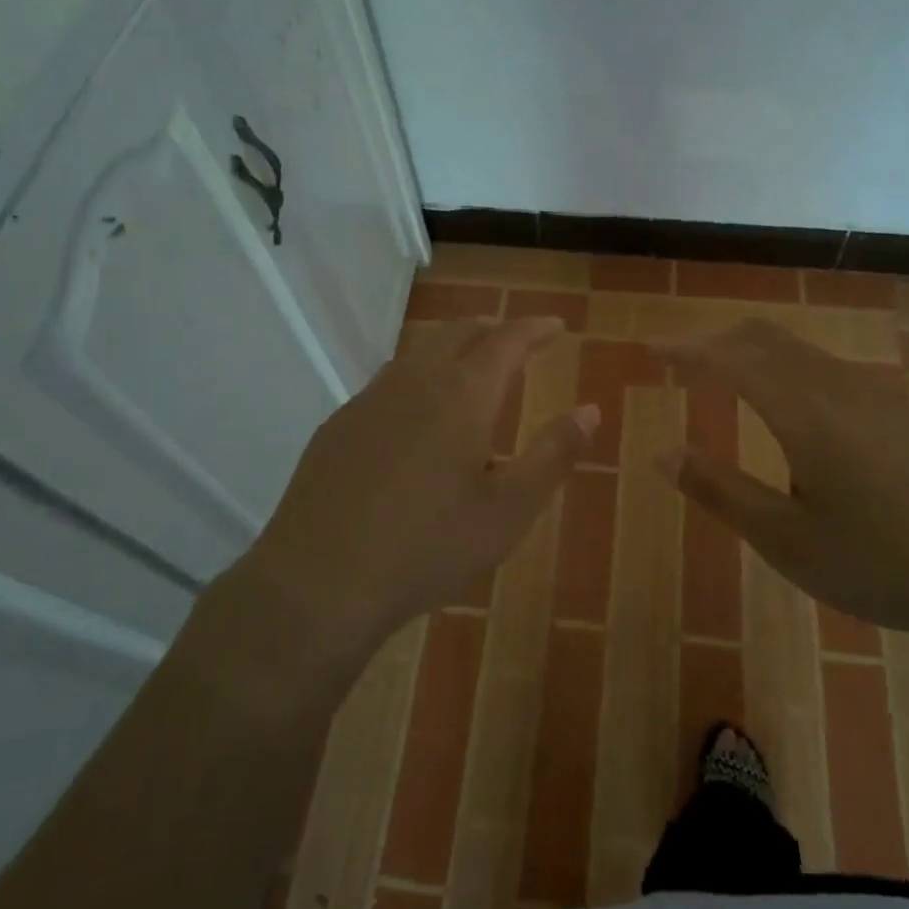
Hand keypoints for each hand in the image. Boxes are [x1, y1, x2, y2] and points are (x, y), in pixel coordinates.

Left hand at [239, 316, 597, 665]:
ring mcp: (370, 399)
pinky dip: (419, 375)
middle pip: (460, 332)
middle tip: (518, 342)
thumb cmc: (427, 548)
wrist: (318, 582)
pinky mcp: (339, 423)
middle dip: (494, 330)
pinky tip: (417, 411)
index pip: (507, 339)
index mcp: (462, 394)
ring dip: (453, 347)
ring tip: (471, 367)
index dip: (535, 328)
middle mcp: (415, 380)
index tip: (556, 326)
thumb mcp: (508, 511)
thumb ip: (553, 455)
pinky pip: (389, 379)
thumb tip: (590, 410)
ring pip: (420, 351)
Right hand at [659, 320, 908, 654]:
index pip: (730, 357)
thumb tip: (662, 453)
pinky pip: (827, 370)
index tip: (652, 350)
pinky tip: (792, 410)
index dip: (686, 349)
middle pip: (765, 338)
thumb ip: (721, 491)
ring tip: (726, 378)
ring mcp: (876, 397)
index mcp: (802, 409)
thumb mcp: (789, 541)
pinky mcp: (902, 415)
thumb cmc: (888, 563)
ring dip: (753, 353)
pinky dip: (786, 370)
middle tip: (682, 361)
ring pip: (799, 351)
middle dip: (716, 341)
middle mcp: (836, 386)